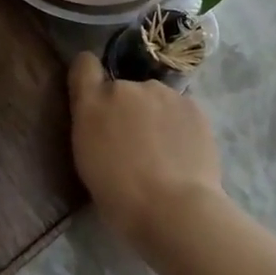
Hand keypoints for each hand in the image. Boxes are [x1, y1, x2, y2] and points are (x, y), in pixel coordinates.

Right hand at [68, 51, 224, 257]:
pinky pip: (179, 108)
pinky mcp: (192, 104)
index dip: (89, 75)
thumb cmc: (120, 197)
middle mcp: (125, 87)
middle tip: (136, 142)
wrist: (175, 210)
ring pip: (154, 97)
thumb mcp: (88, 160)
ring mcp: (161, 92)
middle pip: (123, 87)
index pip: (84, 64)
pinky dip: (179, 124)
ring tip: (165, 150)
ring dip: (154, 114)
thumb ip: (93, 126)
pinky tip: (184, 151)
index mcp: (92, 103)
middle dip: (127, 107)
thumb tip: (104, 118)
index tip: (95, 93)